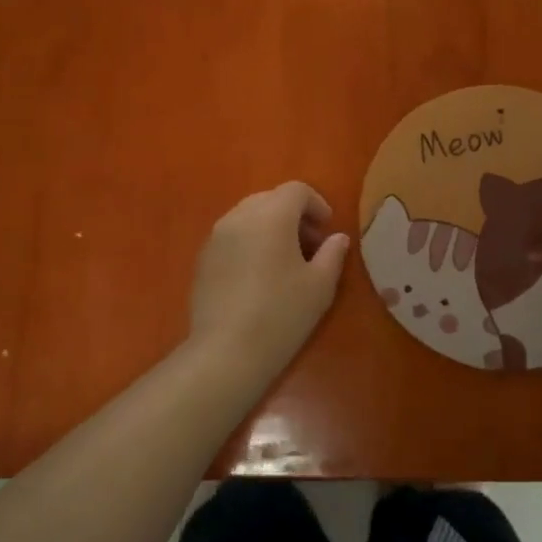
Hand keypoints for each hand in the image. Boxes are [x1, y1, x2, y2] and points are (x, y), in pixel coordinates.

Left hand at [188, 183, 351, 378]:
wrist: (226, 351)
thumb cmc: (281, 314)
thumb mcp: (320, 285)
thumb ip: (333, 254)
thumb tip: (338, 238)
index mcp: (271, 215)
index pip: (296, 190)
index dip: (317, 204)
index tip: (327, 230)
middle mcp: (239, 216)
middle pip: (270, 199)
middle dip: (293, 214)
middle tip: (310, 245)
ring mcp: (216, 236)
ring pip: (248, 216)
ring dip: (270, 227)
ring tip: (285, 261)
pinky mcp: (203, 258)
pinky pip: (231, 236)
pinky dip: (250, 242)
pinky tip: (259, 275)